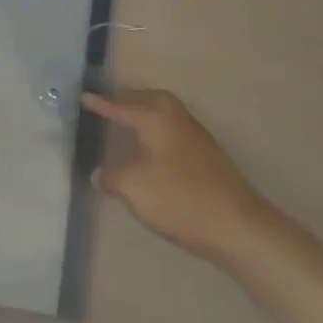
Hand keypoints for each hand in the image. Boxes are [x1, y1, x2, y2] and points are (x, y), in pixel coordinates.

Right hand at [82, 90, 274, 262]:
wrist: (238, 226)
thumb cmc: (181, 200)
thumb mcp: (135, 189)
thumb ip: (112, 177)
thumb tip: (99, 173)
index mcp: (157, 119)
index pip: (122, 106)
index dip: (101, 104)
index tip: (84, 96)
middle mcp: (177, 119)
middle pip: (149, 99)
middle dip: (128, 100)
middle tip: (108, 105)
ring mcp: (195, 136)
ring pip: (165, 113)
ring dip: (145, 113)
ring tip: (127, 123)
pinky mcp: (206, 155)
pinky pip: (173, 129)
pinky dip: (157, 130)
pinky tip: (151, 150)